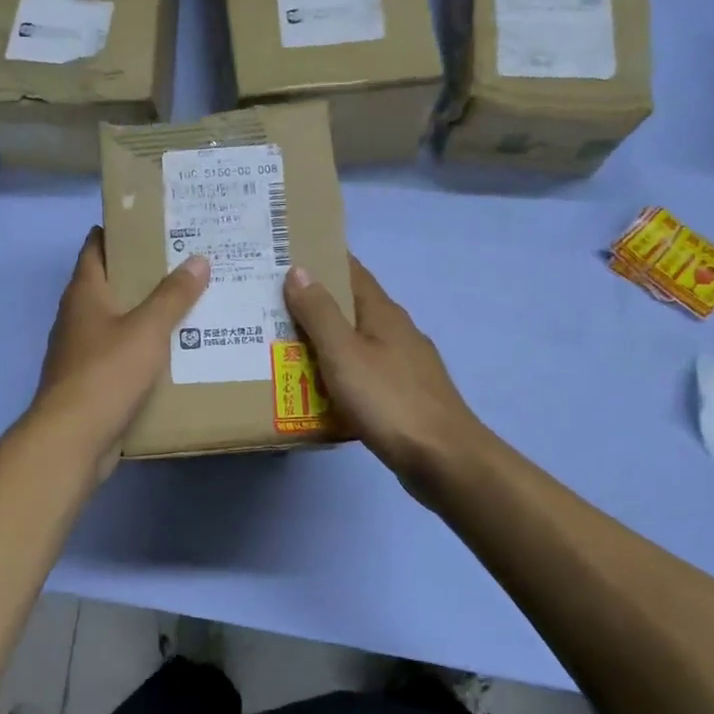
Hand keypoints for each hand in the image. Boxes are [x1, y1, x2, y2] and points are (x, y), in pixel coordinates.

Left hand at [33, 227, 209, 459]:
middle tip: (187, 261)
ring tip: (189, 302)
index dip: (121, 230)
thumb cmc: (107, 373)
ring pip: (117, 319)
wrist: (72, 438)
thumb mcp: (147, 329)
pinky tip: (174, 350)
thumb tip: (198, 258)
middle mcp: (78, 316)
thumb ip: (173, 295)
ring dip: (146, 311)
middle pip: (110, 282)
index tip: (155, 223)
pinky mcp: (90, 379)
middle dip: (144, 272)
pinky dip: (143, 346)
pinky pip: (120, 352)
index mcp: (84, 293)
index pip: (96, 246)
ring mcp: (81, 349)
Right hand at [284, 257, 484, 497]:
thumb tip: (299, 269)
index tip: (288, 255)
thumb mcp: (344, 353)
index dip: (323, 260)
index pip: (352, 271)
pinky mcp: (404, 395)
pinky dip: (338, 372)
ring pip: (357, 343)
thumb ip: (319, 313)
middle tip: (271, 304)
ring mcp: (404, 365)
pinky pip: (363, 373)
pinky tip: (318, 387)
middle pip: (352, 307)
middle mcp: (397, 332)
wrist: (442, 458)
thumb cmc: (389, 400)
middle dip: (316, 303)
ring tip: (284, 345)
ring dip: (325, 340)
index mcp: (383, 313)